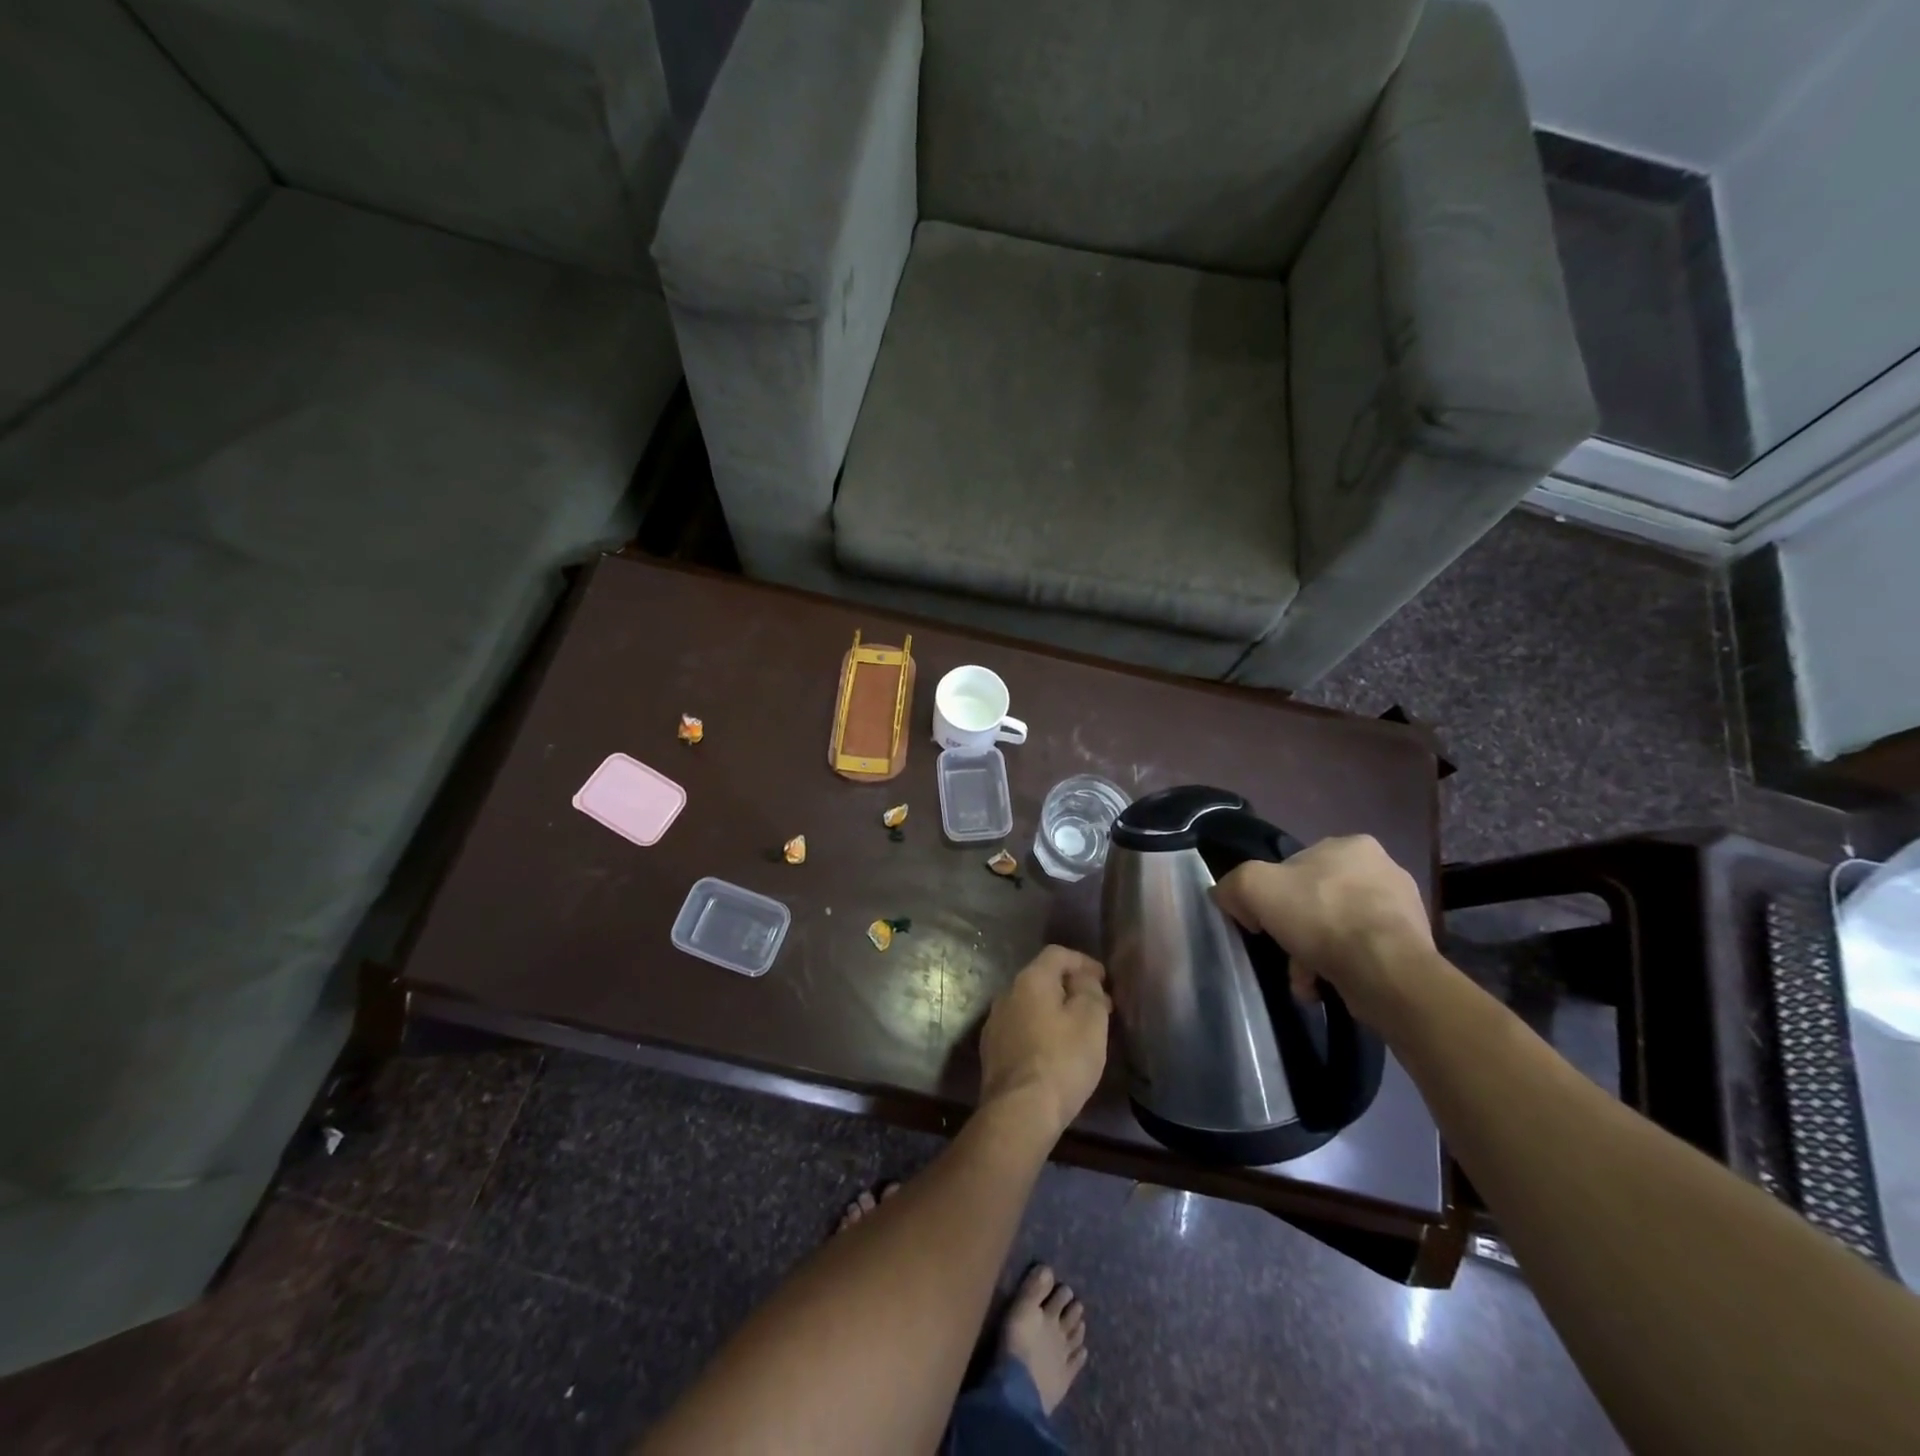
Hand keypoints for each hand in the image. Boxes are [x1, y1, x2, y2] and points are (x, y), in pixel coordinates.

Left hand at [978, 946, 1111, 1136]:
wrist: (1019, 1111)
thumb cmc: (1062, 1060)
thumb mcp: (1090, 1020)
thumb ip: (1090, 989)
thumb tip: (1083, 978)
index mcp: (1030, 979)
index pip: (1057, 954)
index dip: (1084, 962)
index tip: (1104, 979)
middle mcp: (1007, 993)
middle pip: (1043, 979)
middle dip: (1071, 988)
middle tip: (1098, 1007)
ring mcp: (995, 1023)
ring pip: (1031, 1005)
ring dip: (1055, 1011)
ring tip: (1079, 1031)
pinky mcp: (992, 1051)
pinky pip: (1021, 1028)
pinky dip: (1040, 1030)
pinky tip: (1055, 1051)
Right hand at [1212, 836, 1433, 1027]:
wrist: (1386, 972)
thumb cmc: (1321, 917)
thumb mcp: (1254, 887)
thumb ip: (1233, 885)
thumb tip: (1228, 897)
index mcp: (1352, 845)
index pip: (1295, 867)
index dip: (1272, 895)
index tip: (1262, 923)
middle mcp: (1383, 869)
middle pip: (1317, 900)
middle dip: (1297, 930)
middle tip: (1284, 954)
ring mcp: (1403, 909)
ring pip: (1338, 929)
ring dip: (1315, 954)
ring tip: (1305, 980)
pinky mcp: (1413, 946)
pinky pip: (1362, 954)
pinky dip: (1340, 969)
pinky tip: (1326, 986)